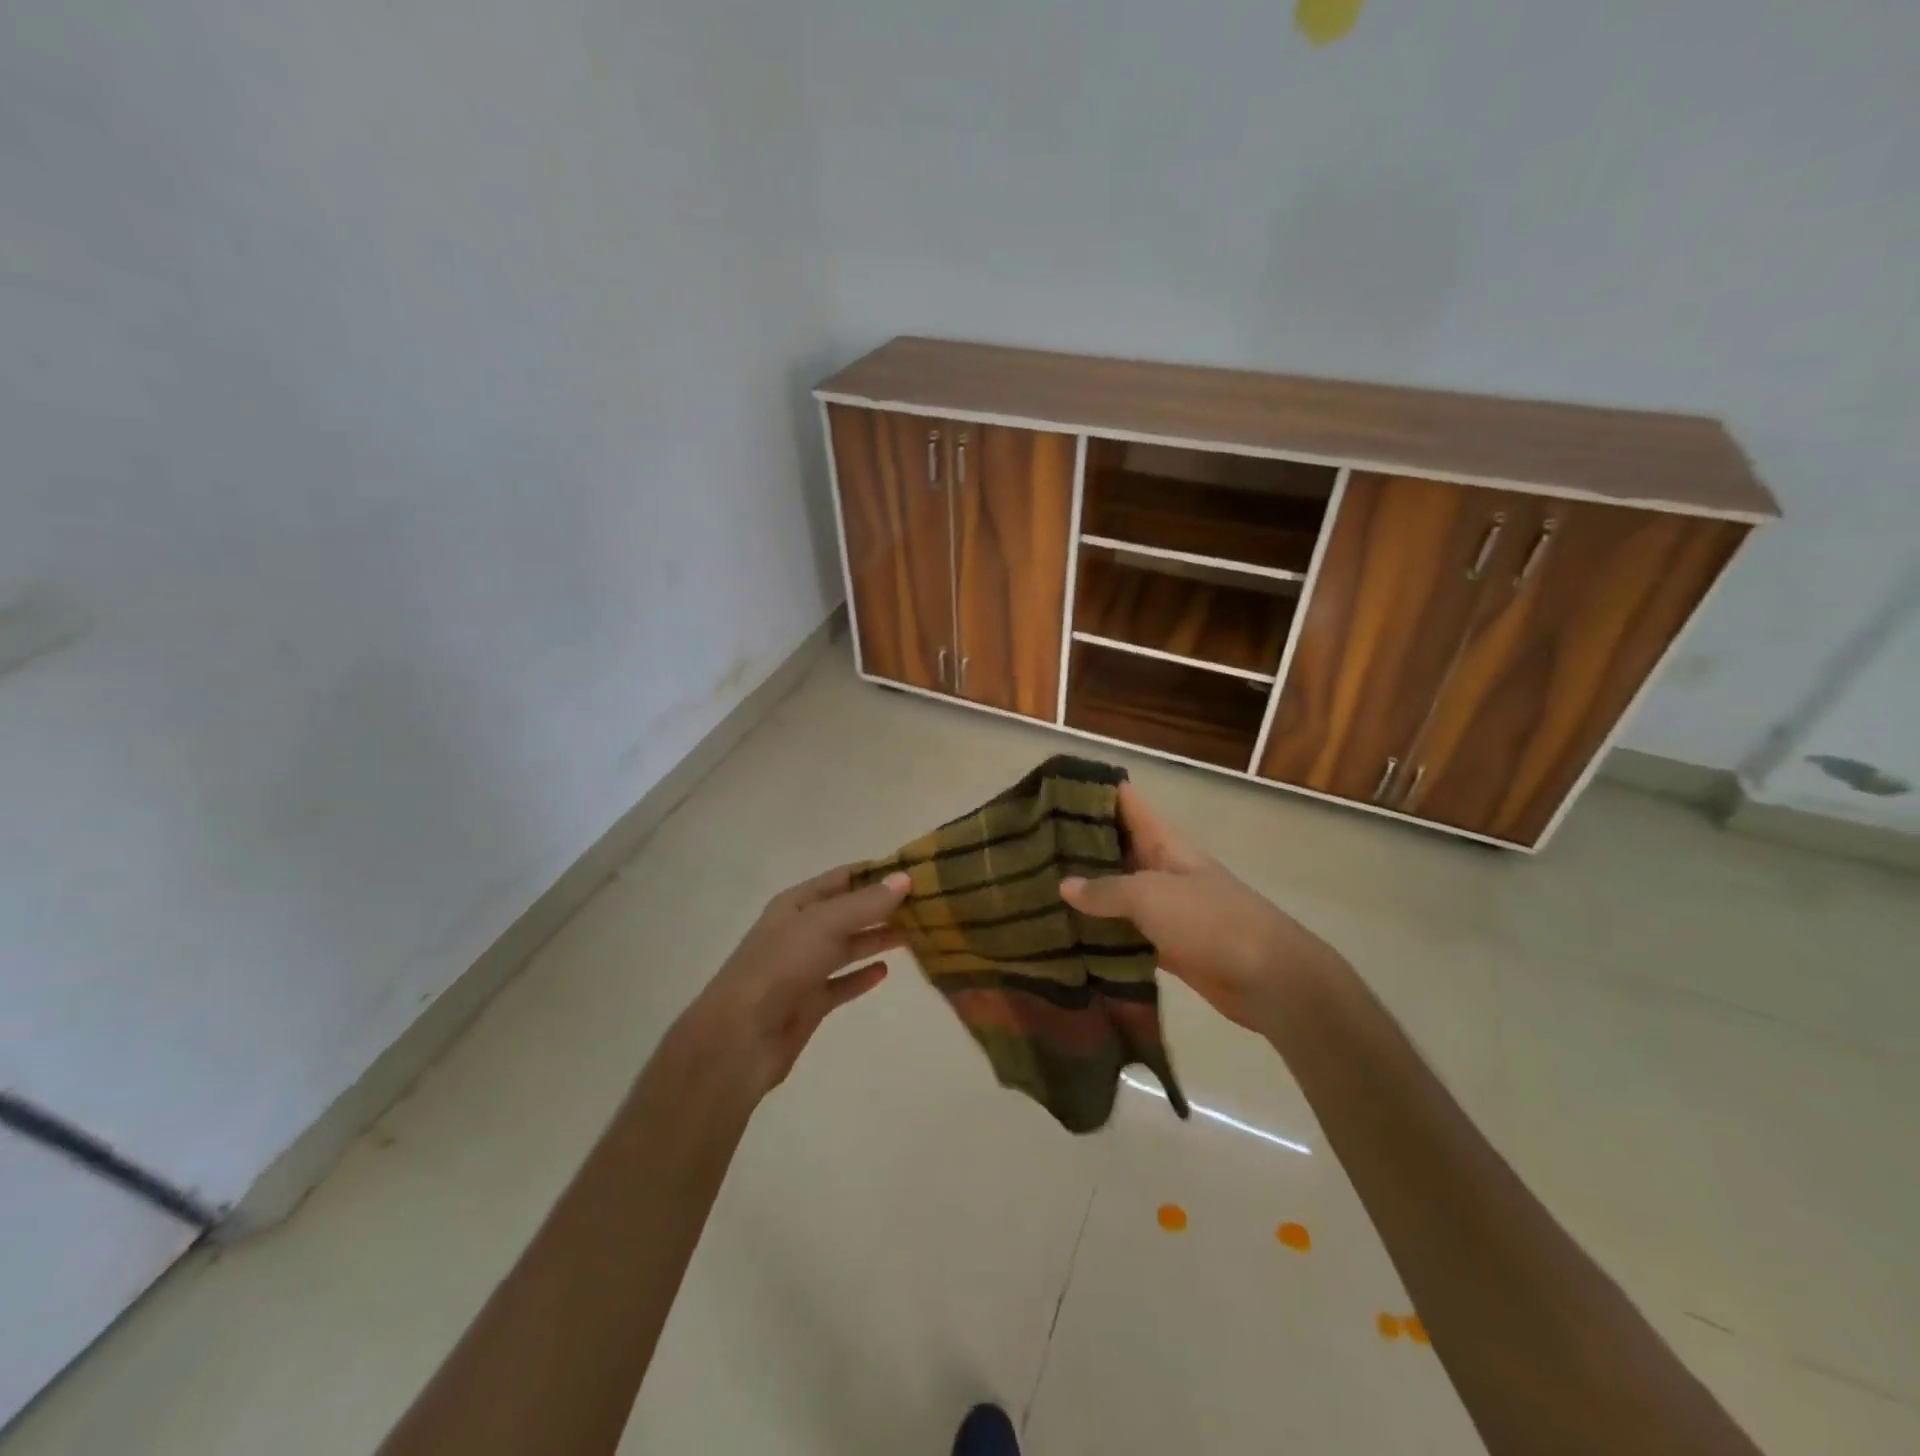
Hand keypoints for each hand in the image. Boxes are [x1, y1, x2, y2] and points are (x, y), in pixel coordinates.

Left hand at [679, 866, 909, 1097]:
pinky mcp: (810, 1003)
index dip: (875, 873)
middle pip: (848, 913)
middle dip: (882, 907)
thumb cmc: (780, 967)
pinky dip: (862, 976)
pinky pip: (842, 983)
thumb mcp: (824, 924)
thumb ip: (866, 903)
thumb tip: (904, 877)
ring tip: (917, 932)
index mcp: (796, 904)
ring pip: (848, 947)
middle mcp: (800, 931)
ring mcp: (804, 968)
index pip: (842, 878)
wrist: (741, 1038)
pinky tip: (886, 971)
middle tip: (927, 904)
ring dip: (877, 938)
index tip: (915, 871)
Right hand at [1060, 782, 1343, 1032]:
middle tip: (1027, 843)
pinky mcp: (1163, 944)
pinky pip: (1123, 932)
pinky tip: (1065, 933)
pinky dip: (1099, 932)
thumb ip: (1106, 889)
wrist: (1269, 979)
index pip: (1124, 801)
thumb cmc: (1211, 921)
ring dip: (1084, 890)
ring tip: (1035, 885)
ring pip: (1115, 891)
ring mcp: (1162, 907)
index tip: (1049, 788)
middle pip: (1113, 846)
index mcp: (1162, 842)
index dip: (1090, 789)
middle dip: (1076, 843)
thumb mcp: (1152, 896)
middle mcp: (1159, 867)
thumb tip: (1064, 886)